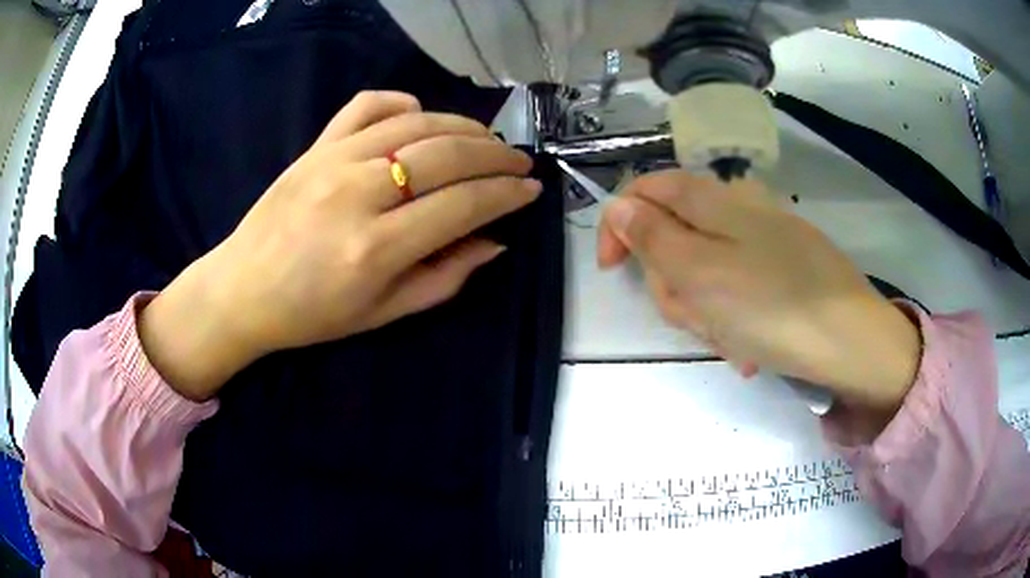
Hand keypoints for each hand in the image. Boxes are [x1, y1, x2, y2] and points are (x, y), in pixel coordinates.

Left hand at [139, 91, 540, 400]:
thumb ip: (445, 278)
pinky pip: (368, 104)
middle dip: (496, 156)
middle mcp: (358, 194)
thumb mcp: (383, 314)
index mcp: (376, 249)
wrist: (243, 289)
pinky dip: (403, 102)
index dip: (505, 194)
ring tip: (486, 141)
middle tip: (518, 162)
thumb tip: (494, 242)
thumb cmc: (312, 314)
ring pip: (416, 124)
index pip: (463, 205)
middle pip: (446, 155)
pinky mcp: (316, 145)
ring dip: (463, 127)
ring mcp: (334, 161)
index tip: (530, 189)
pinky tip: (421, 116)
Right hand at [597, 170, 920, 424]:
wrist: (852, 340)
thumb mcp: (702, 274)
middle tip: (697, 319)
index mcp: (713, 201)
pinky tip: (749, 347)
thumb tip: (619, 206)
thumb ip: (654, 238)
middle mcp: (736, 209)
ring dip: (706, 312)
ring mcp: (761, 240)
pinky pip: (735, 290)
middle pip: (673, 238)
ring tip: (732, 342)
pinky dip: (732, 319)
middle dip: (673, 285)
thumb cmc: (774, 308)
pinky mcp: (779, 268)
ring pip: (703, 272)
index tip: (610, 270)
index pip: (645, 190)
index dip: (618, 224)